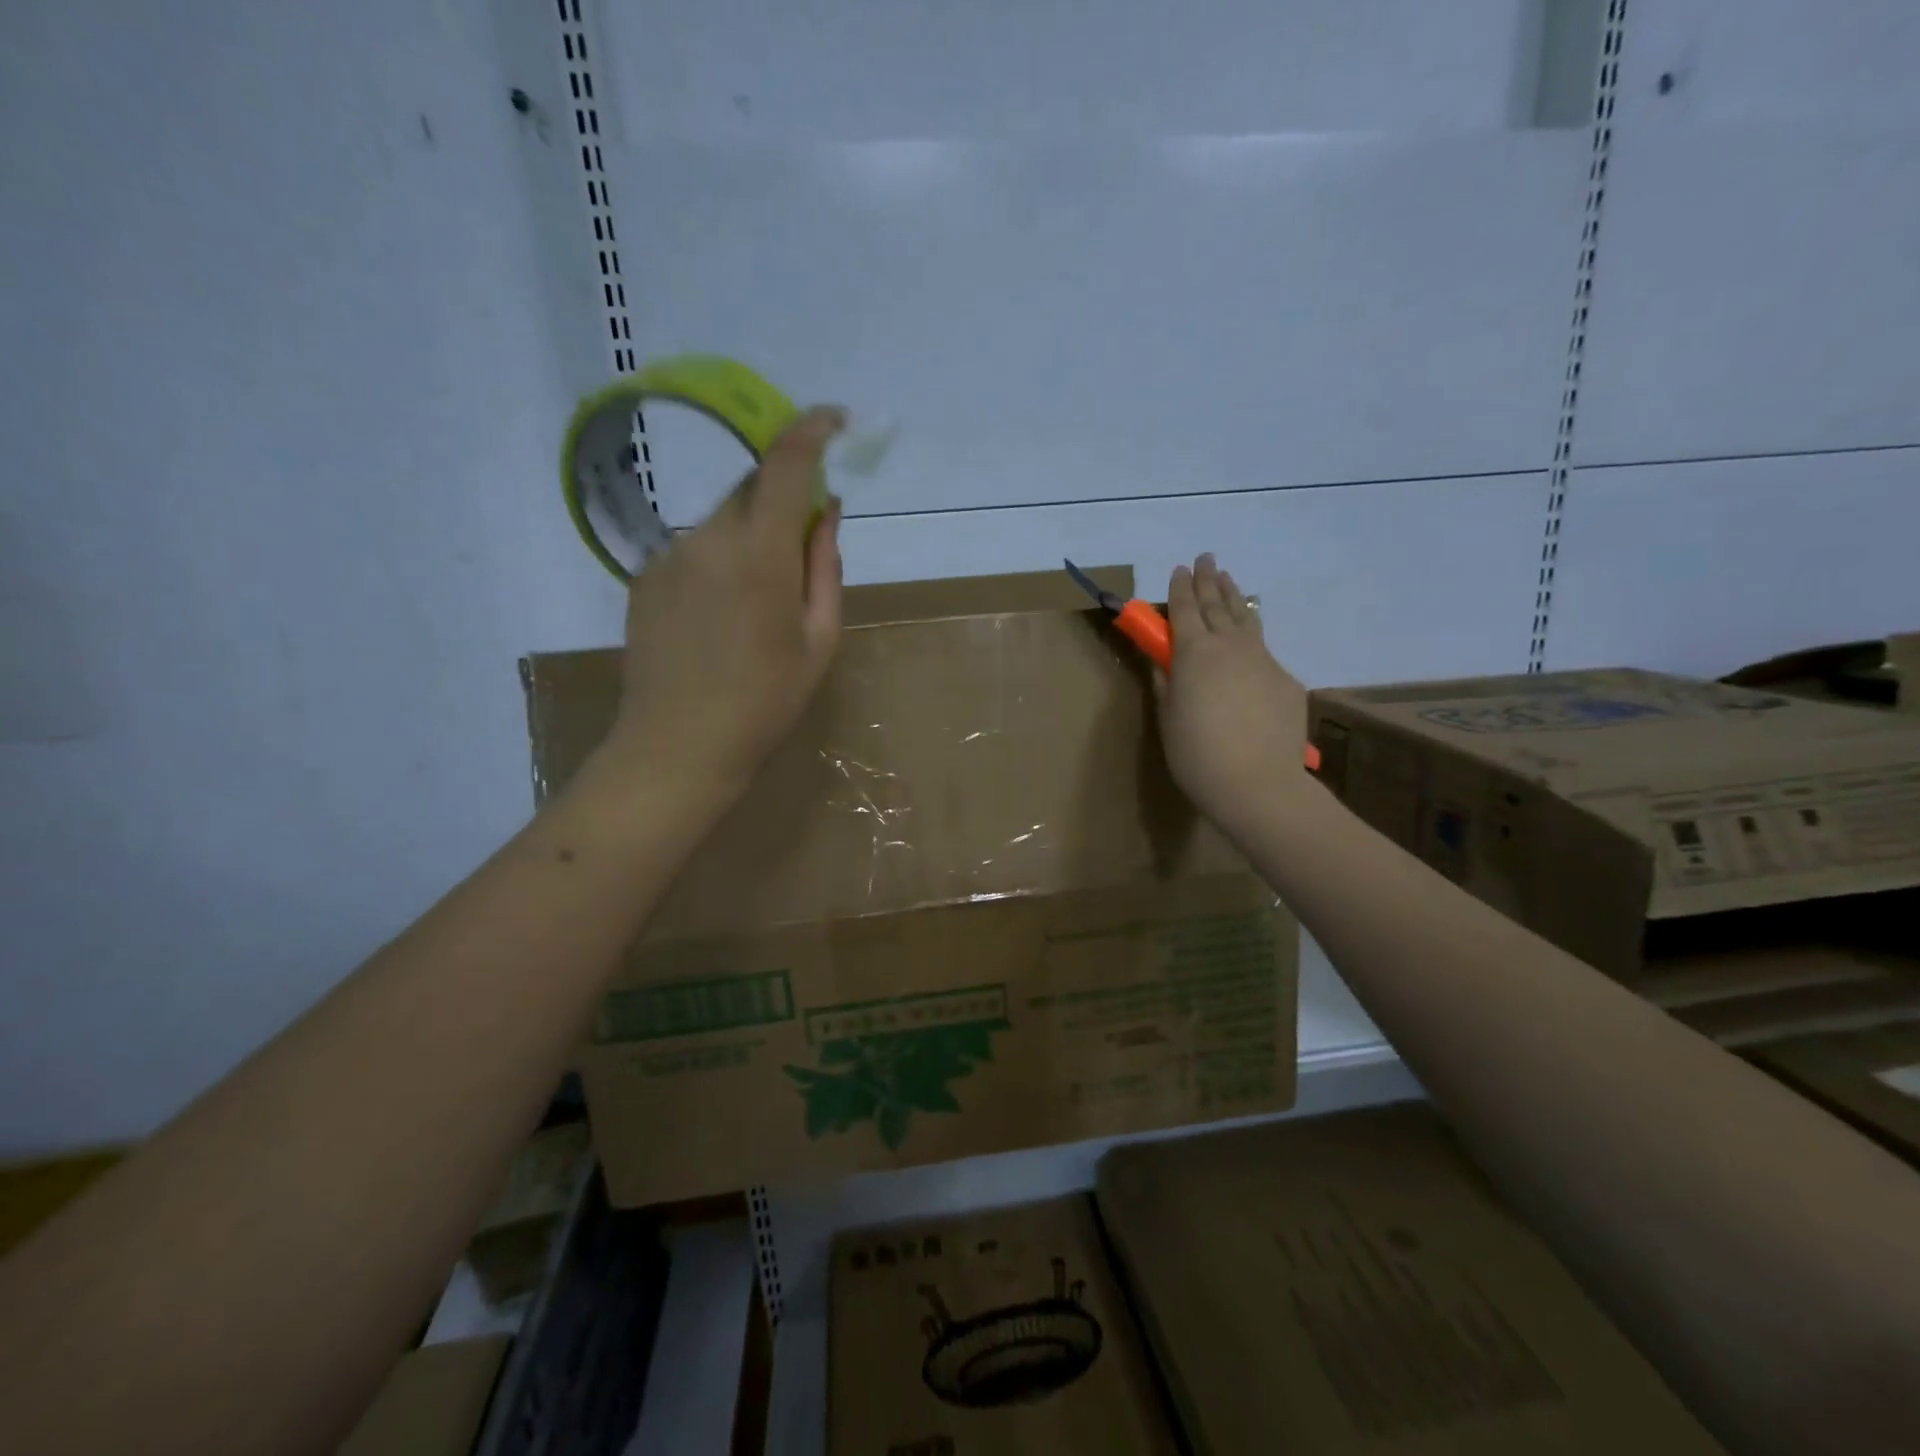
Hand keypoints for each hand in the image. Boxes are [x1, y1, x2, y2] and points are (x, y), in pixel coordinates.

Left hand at [602, 407, 846, 801]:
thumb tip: (827, 510)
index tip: (836, 419)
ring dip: (749, 536)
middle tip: (802, 547)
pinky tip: (722, 616)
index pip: (784, 464)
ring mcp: (669, 556)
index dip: (811, 430)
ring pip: (722, 520)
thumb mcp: (819, 640)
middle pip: (750, 488)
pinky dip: (719, 560)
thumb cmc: (766, 702)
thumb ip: (824, 566)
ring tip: (758, 603)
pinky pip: (694, 549)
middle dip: (781, 499)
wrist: (678, 746)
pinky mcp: (645, 577)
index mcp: (760, 554)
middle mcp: (708, 538)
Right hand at [1156, 554, 1311, 836]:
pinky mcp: (1286, 680)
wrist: (1258, 785)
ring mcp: (1263, 660)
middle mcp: (1230, 646)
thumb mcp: (1167, 718)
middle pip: (1217, 604)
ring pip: (1246, 619)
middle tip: (1206, 558)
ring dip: (1235, 597)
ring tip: (1229, 580)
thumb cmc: (1197, 755)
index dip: (1180, 588)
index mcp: (1194, 653)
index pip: (1184, 609)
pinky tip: (1249, 647)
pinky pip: (1264, 653)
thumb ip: (1164, 681)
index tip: (1179, 569)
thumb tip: (1161, 659)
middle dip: (1209, 579)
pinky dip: (1252, 641)